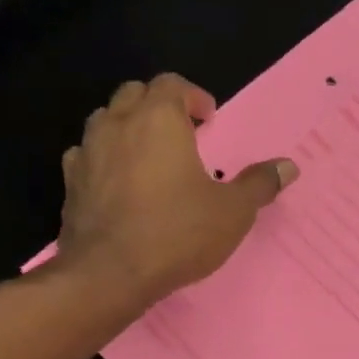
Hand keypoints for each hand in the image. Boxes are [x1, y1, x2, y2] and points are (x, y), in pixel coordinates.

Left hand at [56, 74, 296, 311]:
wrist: (110, 274)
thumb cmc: (179, 232)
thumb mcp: (233, 211)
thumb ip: (259, 184)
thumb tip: (288, 166)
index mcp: (158, 120)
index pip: (171, 84)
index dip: (193, 97)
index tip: (209, 120)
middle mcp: (118, 125)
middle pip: (134, 94)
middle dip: (160, 105)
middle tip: (184, 133)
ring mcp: (87, 152)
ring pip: (106, 120)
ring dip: (129, 127)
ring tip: (152, 156)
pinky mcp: (70, 183)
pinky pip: (88, 155)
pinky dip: (106, 158)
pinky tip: (122, 183)